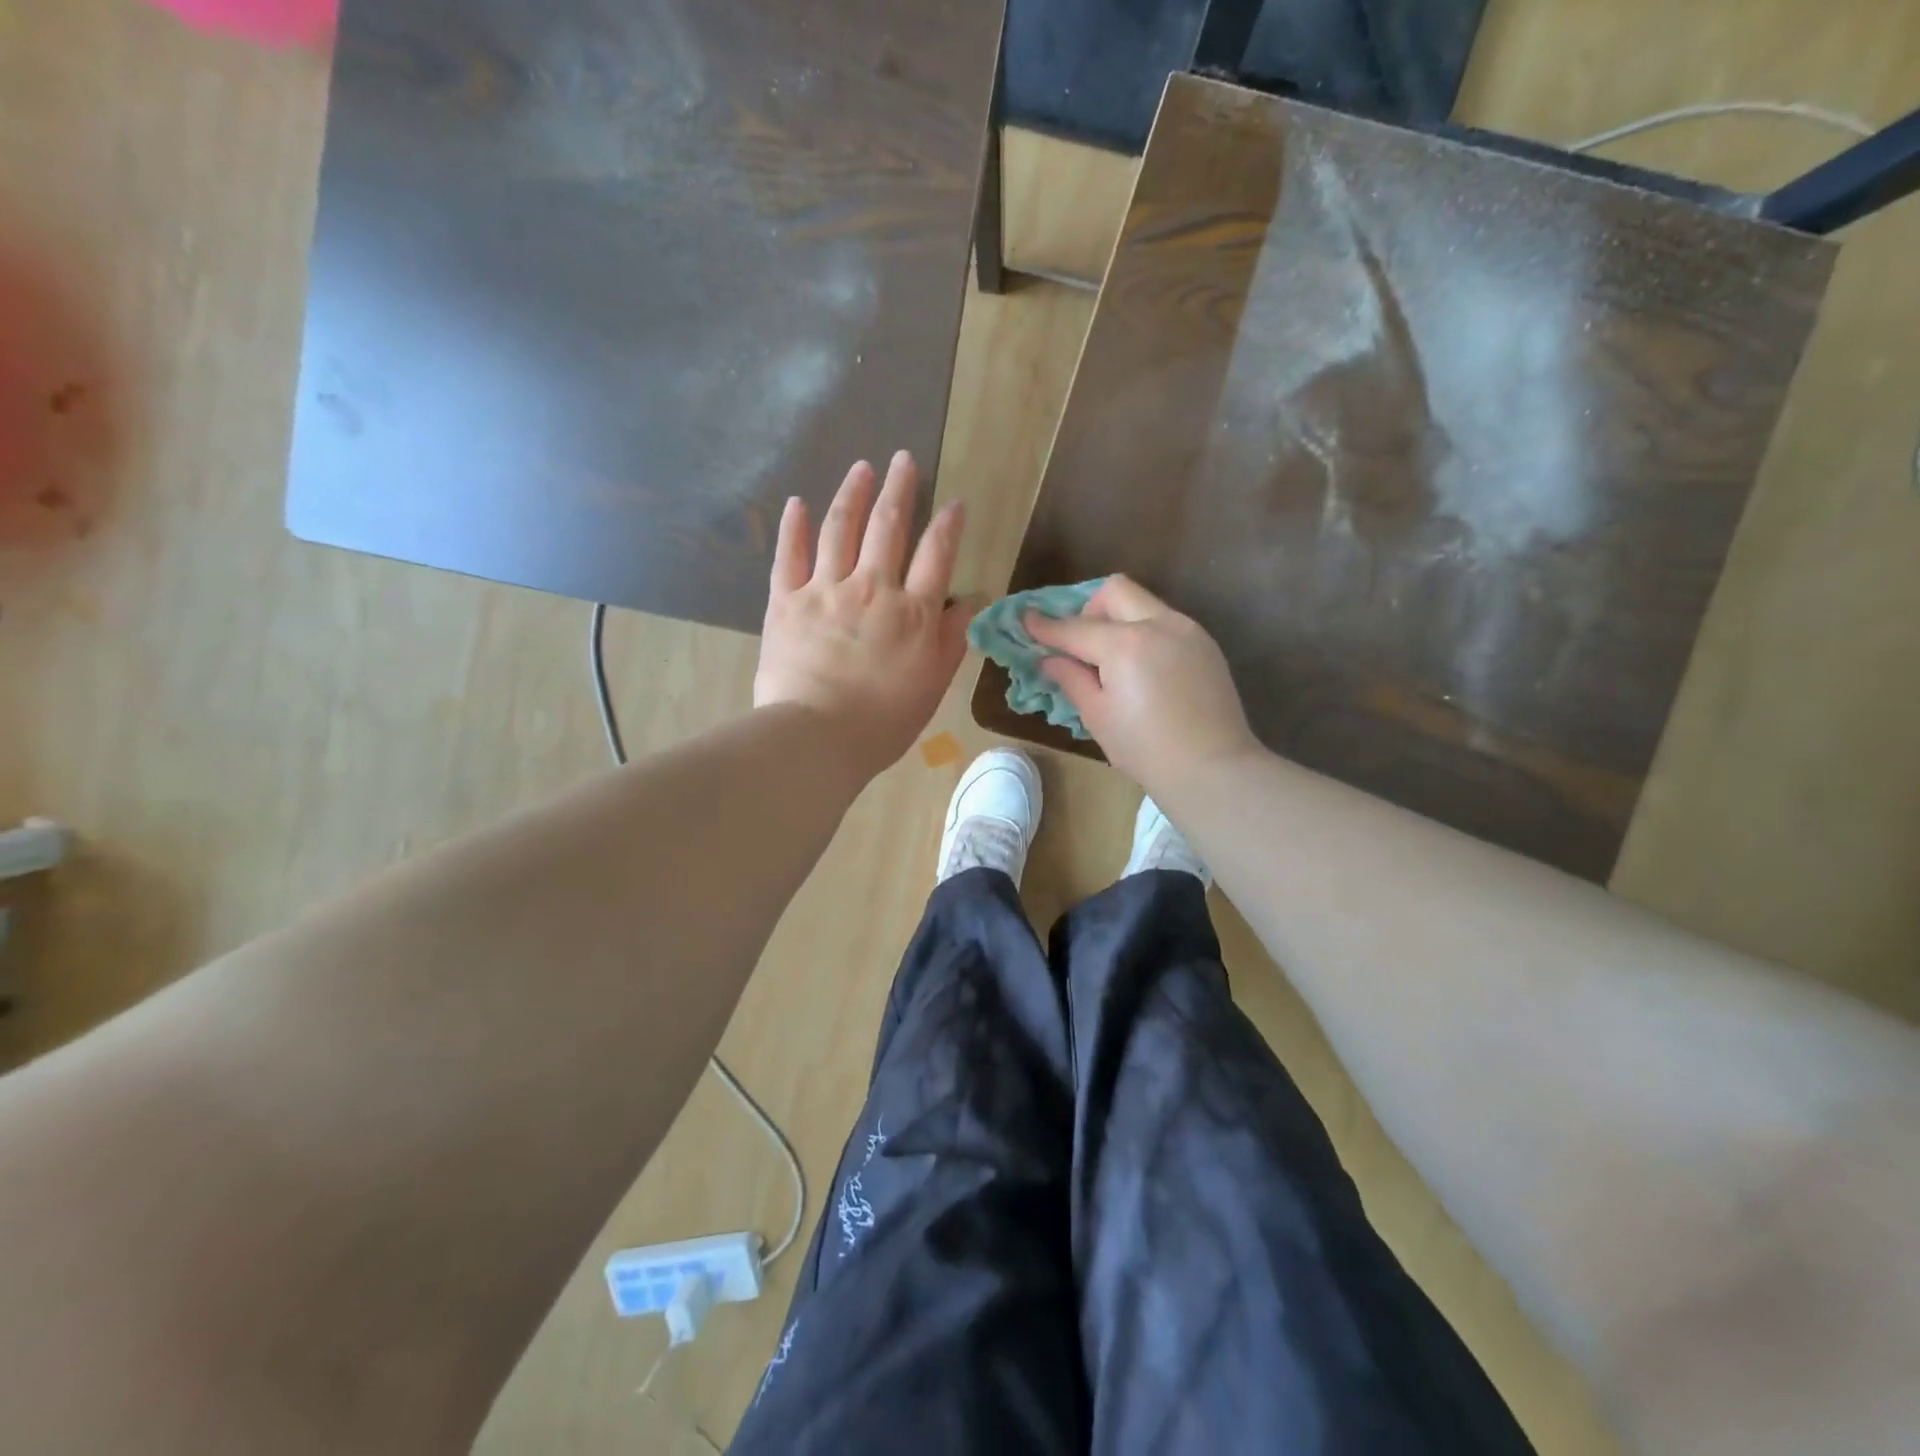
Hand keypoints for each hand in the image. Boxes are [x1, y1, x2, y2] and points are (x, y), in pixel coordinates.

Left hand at [755, 452, 970, 780]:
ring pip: (841, 529)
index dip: (947, 524)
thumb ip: (952, 638)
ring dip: (853, 493)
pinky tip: (798, 503)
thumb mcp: (932, 684)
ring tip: (862, 467)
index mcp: (912, 612)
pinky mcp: (785, 601)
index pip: (935, 554)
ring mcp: (824, 590)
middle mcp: (871, 588)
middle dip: (899, 488)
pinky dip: (794, 527)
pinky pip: (789, 555)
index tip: (953, 503)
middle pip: (888, 526)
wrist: (817, 737)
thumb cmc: (882, 721)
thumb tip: (969, 599)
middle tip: (904, 459)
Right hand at [1025, 575, 1261, 796]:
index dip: (1046, 626)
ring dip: (1120, 620)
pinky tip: (1143, 671)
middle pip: (1115, 591)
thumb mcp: (1098, 716)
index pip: (1075, 628)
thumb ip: (1072, 678)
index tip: (1026, 620)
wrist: (1212, 768)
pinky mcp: (1206, 645)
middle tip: (1082, 646)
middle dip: (1090, 610)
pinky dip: (1145, 634)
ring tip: (1113, 662)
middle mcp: (1159, 624)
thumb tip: (1050, 659)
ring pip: (1144, 604)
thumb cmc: (1145, 749)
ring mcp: (1188, 631)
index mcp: (1125, 644)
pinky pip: (1166, 623)